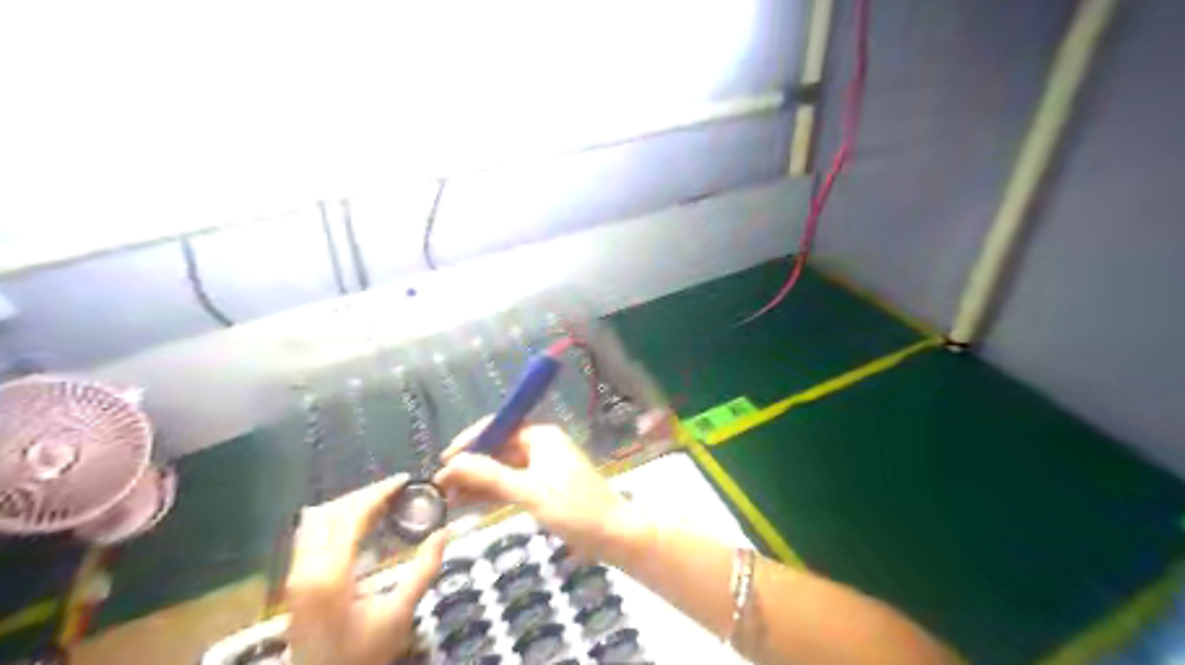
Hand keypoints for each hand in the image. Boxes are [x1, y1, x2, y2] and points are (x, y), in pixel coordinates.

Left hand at [286, 475, 449, 662]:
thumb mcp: (399, 614)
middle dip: (365, 494)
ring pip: (316, 520)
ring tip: (379, 503)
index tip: (405, 481)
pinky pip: (309, 534)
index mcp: (330, 573)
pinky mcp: (295, 583)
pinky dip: (334, 519)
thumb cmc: (362, 654)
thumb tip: (444, 532)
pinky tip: (357, 526)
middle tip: (396, 491)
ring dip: (347, 505)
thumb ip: (423, 570)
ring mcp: (295, 575)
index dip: (379, 492)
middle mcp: (305, 568)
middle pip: (331, 511)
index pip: (352, 515)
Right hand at [434, 421, 656, 566]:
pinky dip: (493, 492)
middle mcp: (540, 445)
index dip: (469, 442)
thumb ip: (490, 476)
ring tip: (448, 499)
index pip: (498, 428)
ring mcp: (542, 467)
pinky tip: (469, 503)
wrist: (614, 535)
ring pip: (502, 469)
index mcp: (541, 436)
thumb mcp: (528, 491)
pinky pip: (512, 484)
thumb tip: (451, 463)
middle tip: (440, 487)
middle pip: (498, 449)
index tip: (444, 461)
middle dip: (470, 466)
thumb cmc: (574, 508)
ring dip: (478, 481)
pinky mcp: (544, 486)